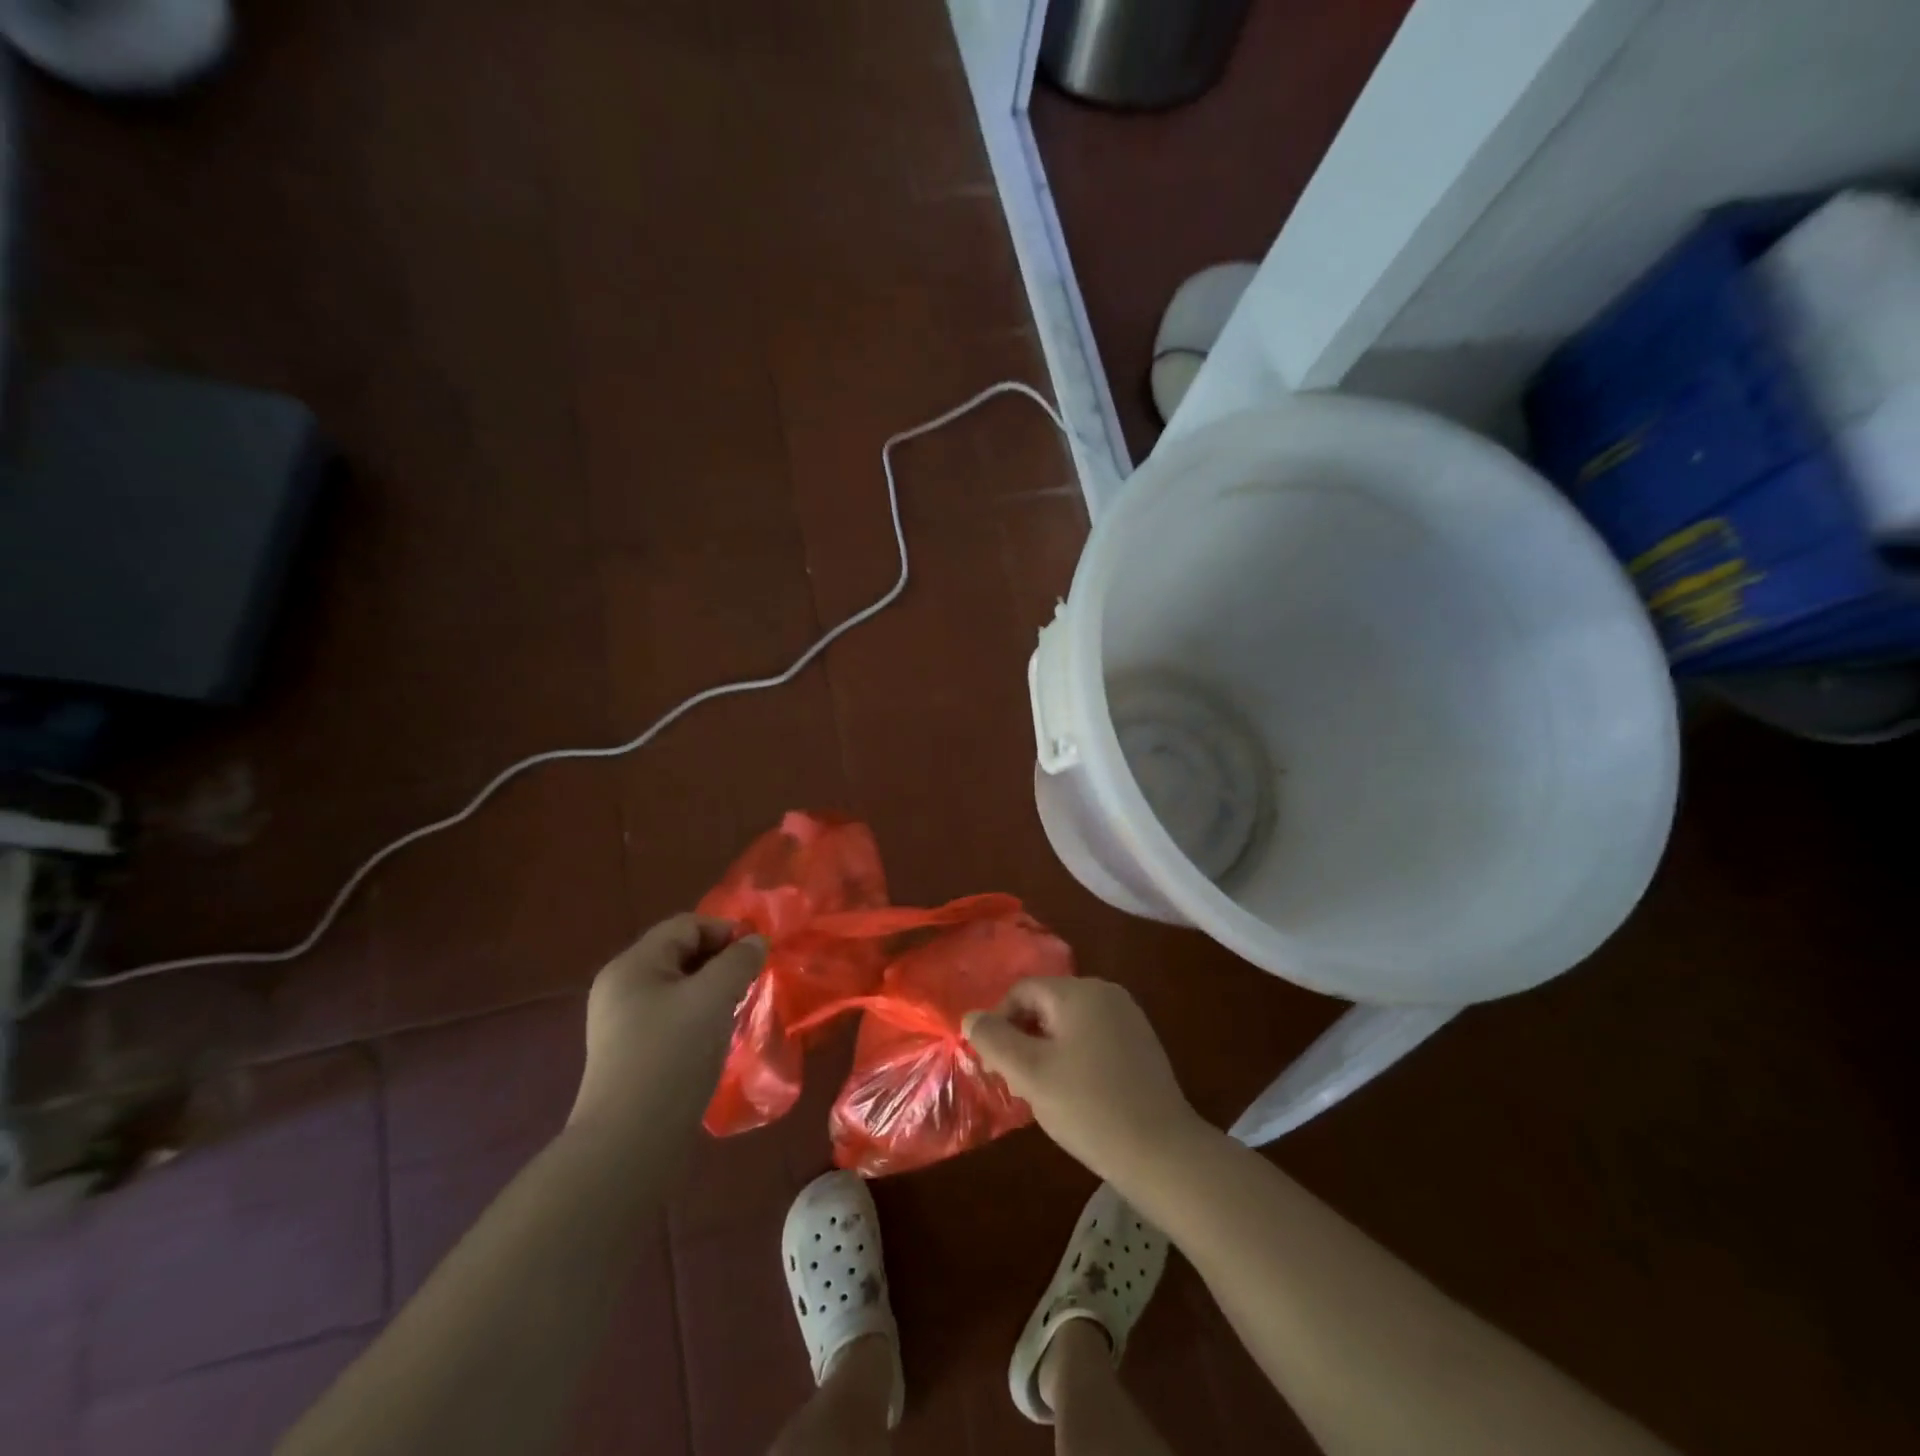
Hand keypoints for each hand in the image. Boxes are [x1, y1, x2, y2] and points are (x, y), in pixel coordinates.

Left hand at [570, 914, 765, 1139]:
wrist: (628, 1144)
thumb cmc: (672, 1056)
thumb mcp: (713, 998)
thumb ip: (738, 962)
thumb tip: (756, 942)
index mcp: (633, 965)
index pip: (686, 926)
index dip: (726, 931)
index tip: (759, 954)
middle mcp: (621, 987)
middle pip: (680, 954)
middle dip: (721, 961)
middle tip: (753, 981)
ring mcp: (622, 1023)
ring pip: (678, 988)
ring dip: (713, 991)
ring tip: (740, 1008)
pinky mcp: (631, 1054)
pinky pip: (672, 1018)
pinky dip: (699, 1017)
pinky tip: (718, 1037)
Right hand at [964, 978, 1205, 1188]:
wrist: (1163, 1153)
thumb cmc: (1089, 1107)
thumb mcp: (1030, 1074)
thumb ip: (994, 1040)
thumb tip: (971, 1017)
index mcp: (1079, 991)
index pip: (1022, 991)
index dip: (999, 1023)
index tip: (993, 1066)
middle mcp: (1106, 993)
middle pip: (1046, 1004)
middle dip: (1023, 1039)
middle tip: (1016, 1083)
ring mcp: (1128, 1017)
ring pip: (1069, 1023)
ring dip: (1047, 1051)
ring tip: (1043, 1094)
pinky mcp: (1141, 1044)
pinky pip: (1093, 1037)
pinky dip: (1074, 1058)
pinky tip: (1076, 1095)